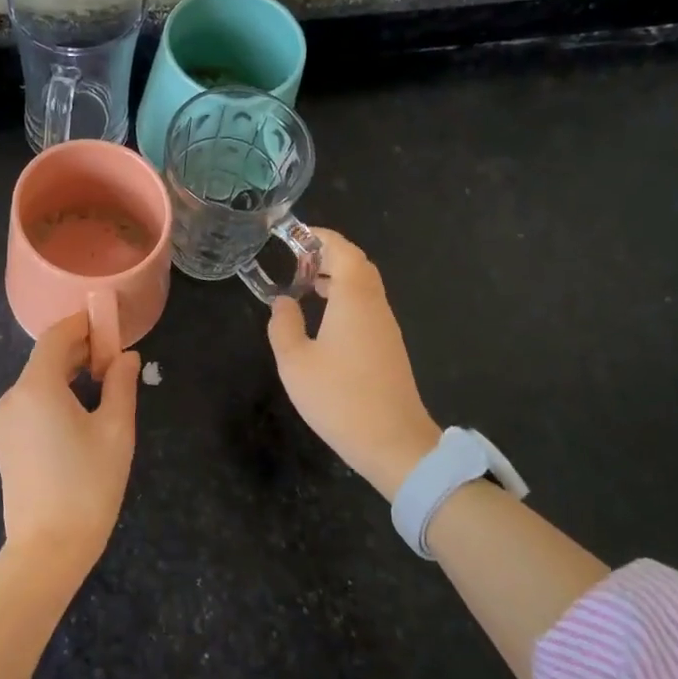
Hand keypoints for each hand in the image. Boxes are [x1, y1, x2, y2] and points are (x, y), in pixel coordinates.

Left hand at [0, 313, 141, 577]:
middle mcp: (13, 396)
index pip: (56, 337)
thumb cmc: (88, 485)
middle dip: (79, 349)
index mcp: (36, 387)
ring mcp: (5, 420)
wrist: (47, 549)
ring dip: (68, 373)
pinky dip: (55, 394)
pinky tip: (80, 410)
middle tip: (114, 356)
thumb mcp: (116, 431)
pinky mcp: (5, 441)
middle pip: (45, 358)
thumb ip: (121, 385)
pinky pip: (31, 402)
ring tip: (103, 382)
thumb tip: (127, 357)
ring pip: (38, 381)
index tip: (109, 324)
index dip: (83, 324)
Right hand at [266, 229, 441, 498]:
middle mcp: (375, 306)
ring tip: (305, 286)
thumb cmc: (339, 398)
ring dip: (337, 278)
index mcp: (354, 299)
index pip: (343, 250)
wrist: (393, 443)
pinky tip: (323, 320)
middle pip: (358, 264)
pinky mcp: (389, 348)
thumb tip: (283, 301)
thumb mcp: (295, 362)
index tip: (295, 235)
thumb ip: (284, 325)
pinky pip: (367, 308)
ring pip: (364, 287)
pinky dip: (345, 299)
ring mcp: (386, 328)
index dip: (321, 236)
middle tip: (296, 261)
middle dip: (328, 255)